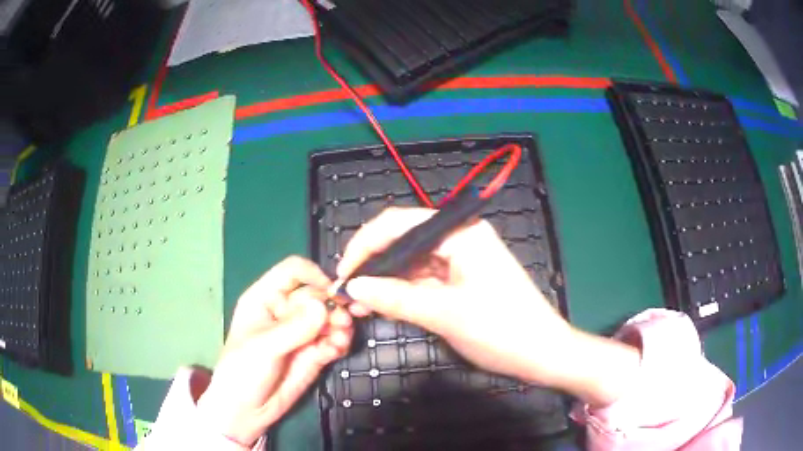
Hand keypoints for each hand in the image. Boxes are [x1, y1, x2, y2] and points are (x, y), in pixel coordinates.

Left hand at [198, 257, 352, 445]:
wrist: (247, 410)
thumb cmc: (243, 371)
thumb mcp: (263, 347)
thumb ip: (293, 328)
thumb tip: (324, 307)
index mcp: (265, 298)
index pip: (293, 272)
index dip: (314, 277)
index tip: (332, 294)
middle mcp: (285, 311)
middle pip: (317, 295)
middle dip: (333, 306)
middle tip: (342, 323)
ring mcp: (301, 333)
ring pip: (329, 318)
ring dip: (340, 325)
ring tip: (341, 339)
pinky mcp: (314, 353)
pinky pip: (333, 340)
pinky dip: (340, 342)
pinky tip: (337, 351)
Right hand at [337, 208, 639, 405]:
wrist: (543, 353)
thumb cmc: (501, 329)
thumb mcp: (443, 314)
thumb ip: (395, 297)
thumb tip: (353, 287)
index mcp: (460, 232)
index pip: (399, 224)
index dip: (365, 245)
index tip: (343, 274)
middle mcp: (459, 237)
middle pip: (403, 241)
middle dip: (373, 266)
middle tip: (347, 294)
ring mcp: (461, 259)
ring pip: (412, 263)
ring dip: (385, 281)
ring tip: (359, 305)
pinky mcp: (462, 279)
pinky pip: (424, 279)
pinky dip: (403, 292)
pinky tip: (383, 306)